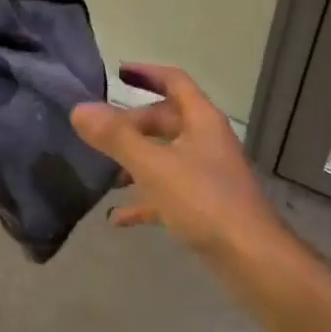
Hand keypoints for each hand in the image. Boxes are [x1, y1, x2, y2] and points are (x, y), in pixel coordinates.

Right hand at [70, 64, 280, 254]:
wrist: (251, 259)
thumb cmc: (204, 201)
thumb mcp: (154, 166)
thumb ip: (116, 137)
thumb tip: (79, 109)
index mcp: (201, 120)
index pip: (174, 81)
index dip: (146, 73)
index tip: (117, 72)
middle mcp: (206, 140)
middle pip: (165, 120)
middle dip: (131, 125)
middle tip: (98, 134)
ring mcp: (207, 173)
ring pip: (165, 156)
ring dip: (135, 161)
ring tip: (102, 173)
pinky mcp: (205, 205)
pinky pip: (168, 192)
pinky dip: (144, 199)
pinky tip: (117, 217)